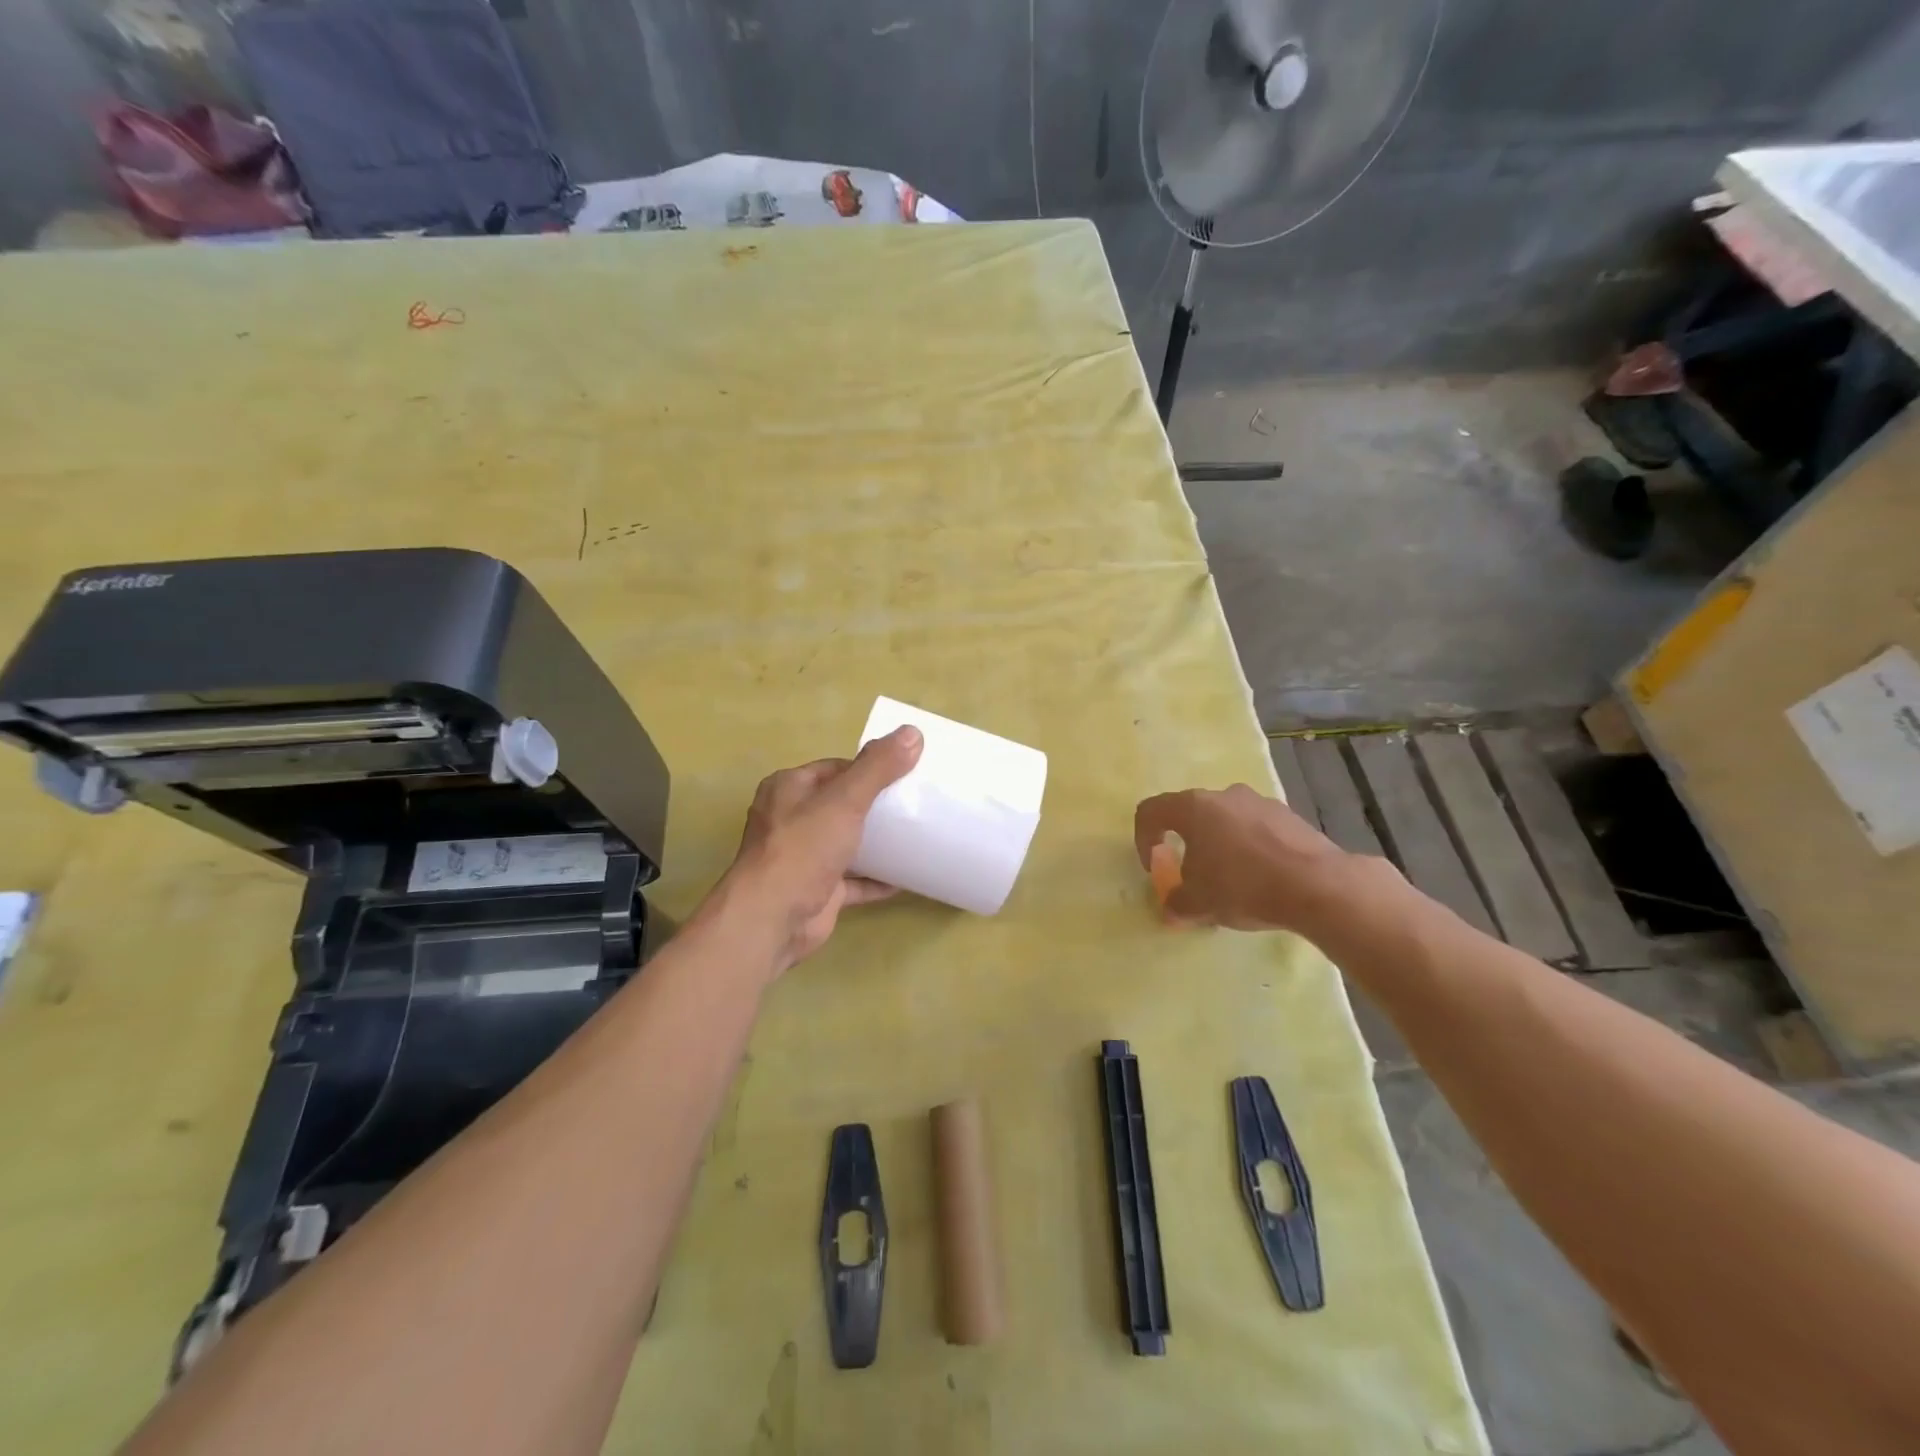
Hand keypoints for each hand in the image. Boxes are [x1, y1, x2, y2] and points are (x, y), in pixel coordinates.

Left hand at [713, 726, 923, 976]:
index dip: (868, 768)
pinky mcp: (817, 890)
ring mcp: (803, 857)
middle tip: (914, 804)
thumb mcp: (845, 800)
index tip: (904, 773)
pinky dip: (877, 878)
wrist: (773, 919)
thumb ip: (878, 767)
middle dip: (875, 804)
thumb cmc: (803, 849)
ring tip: (916, 834)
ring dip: (877, 841)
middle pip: (841, 804)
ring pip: (846, 842)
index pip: (835, 768)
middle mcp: (791, 819)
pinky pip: (853, 879)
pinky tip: (907, 876)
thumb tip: (912, 733)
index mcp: (789, 789)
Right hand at [1133, 784, 1364, 931]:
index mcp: (1193, 807)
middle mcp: (1224, 795)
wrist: (1317, 885)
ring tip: (1232, 880)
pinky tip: (1263, 878)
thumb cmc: (1243, 886)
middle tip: (1193, 876)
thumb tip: (1172, 907)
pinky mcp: (1290, 816)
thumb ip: (1176, 903)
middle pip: (1191, 814)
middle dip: (1186, 844)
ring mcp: (1260, 802)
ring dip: (1220, 845)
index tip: (1155, 868)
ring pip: (1227, 820)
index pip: (1151, 811)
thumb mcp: (1198, 903)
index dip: (1144, 839)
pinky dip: (1251, 849)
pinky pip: (1257, 829)